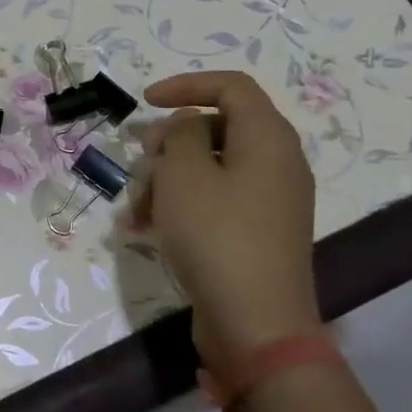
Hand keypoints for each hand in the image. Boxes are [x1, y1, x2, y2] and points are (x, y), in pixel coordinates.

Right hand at [128, 71, 321, 388]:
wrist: (257, 326)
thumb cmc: (217, 236)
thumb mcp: (185, 173)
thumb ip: (181, 134)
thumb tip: (189, 126)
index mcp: (268, 138)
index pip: (231, 86)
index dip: (186, 85)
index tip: (145, 101)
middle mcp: (276, 163)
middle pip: (216, 129)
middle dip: (169, 141)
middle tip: (141, 158)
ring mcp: (268, 201)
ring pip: (209, 169)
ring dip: (166, 179)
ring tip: (135, 209)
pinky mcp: (255, 233)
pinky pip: (214, 202)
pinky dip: (180, 206)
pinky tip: (144, 229)